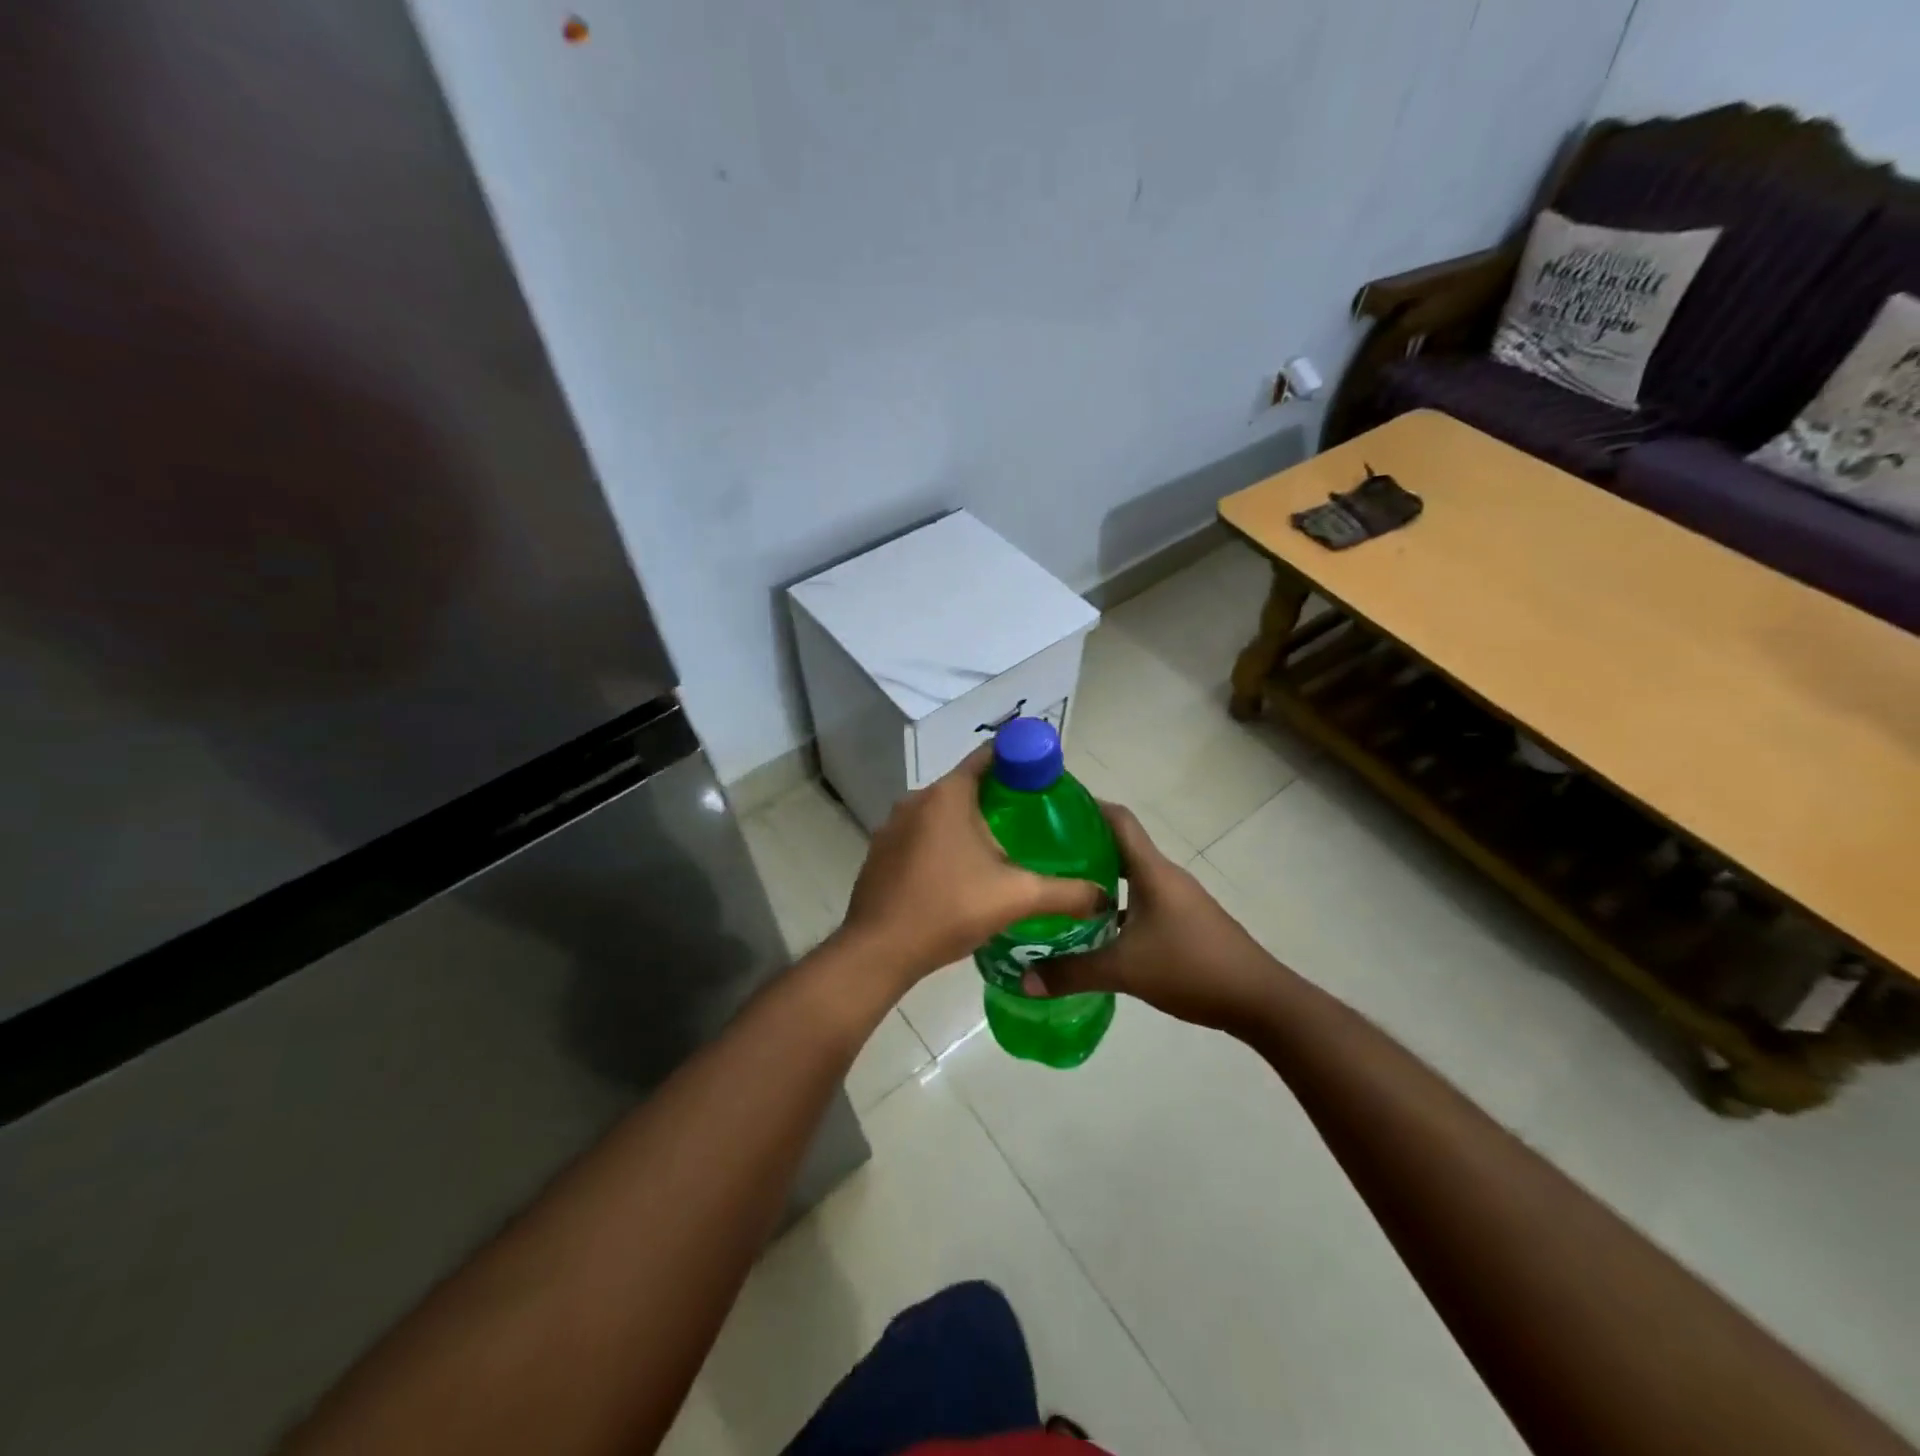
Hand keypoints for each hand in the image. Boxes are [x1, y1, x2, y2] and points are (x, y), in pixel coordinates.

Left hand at [836, 746, 1108, 988]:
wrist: (879, 950)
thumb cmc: (949, 909)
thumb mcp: (1017, 897)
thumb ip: (1066, 893)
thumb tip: (1104, 895)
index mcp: (948, 794)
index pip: (989, 756)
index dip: (1020, 759)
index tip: (1044, 777)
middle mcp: (916, 799)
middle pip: (966, 785)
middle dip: (998, 798)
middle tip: (1032, 820)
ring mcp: (892, 825)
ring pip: (941, 812)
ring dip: (968, 823)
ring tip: (1001, 849)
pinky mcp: (881, 851)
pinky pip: (920, 835)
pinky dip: (943, 842)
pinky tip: (960, 873)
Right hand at [1024, 803, 1283, 1032]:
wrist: (1260, 999)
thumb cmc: (1192, 968)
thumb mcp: (1125, 971)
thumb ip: (1072, 973)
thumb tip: (1024, 980)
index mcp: (1151, 871)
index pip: (1118, 819)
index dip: (1086, 806)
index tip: (1050, 807)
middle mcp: (1164, 876)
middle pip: (1119, 845)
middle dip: (1081, 845)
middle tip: (1041, 854)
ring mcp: (1177, 898)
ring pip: (1129, 876)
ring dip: (1098, 878)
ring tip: (1060, 889)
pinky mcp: (1183, 921)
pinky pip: (1140, 899)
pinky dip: (1115, 904)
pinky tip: (1094, 927)